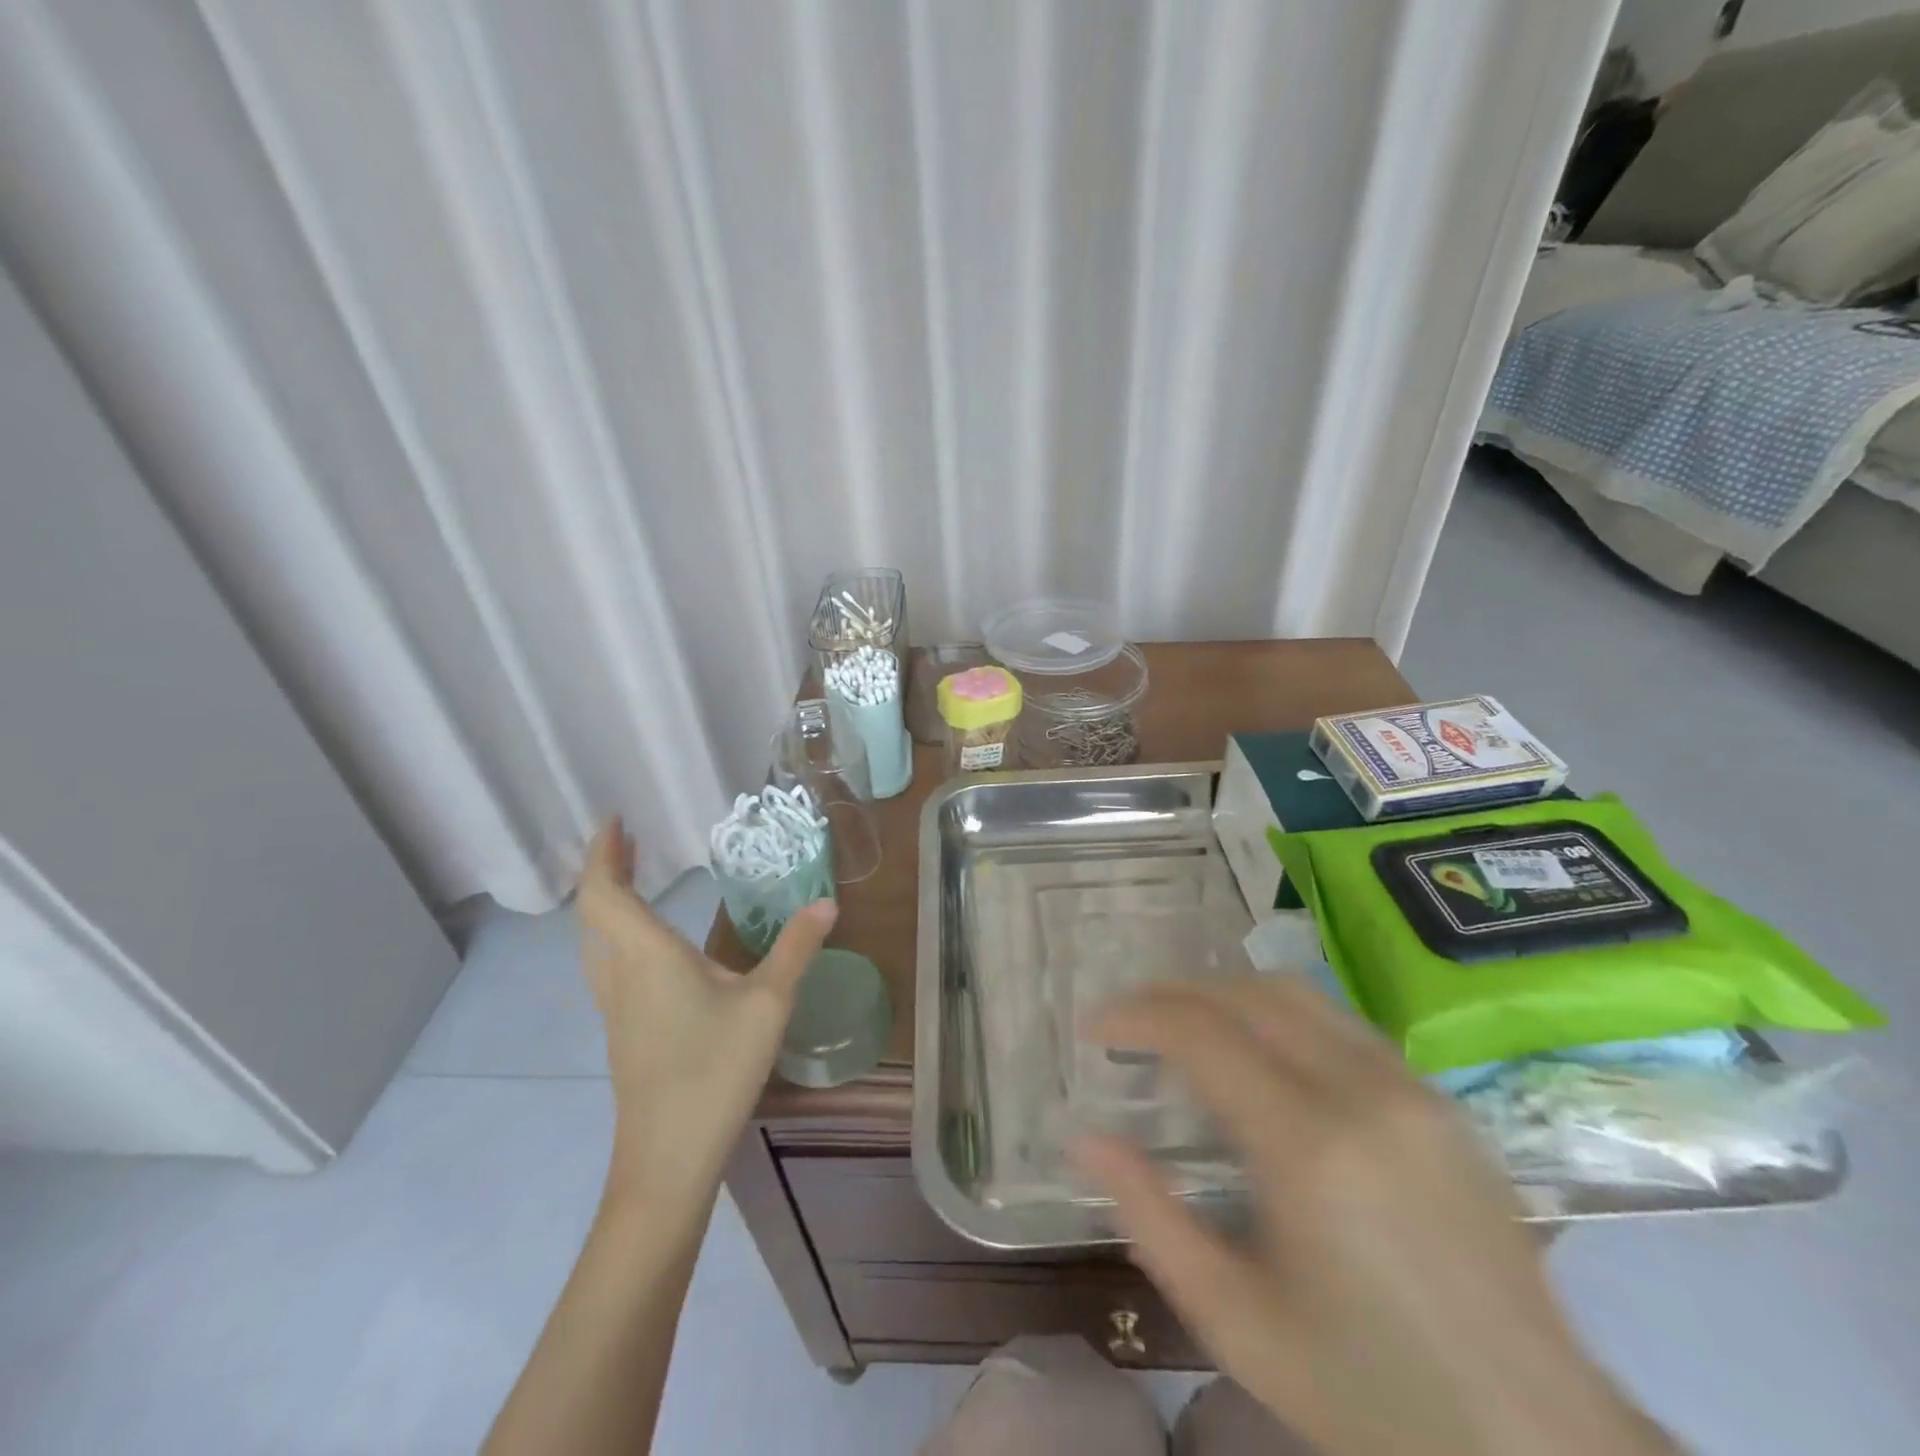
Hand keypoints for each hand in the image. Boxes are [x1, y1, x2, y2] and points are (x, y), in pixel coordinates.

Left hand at [577, 819, 835, 1210]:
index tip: (616, 821)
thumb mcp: (768, 1003)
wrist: (667, 1158)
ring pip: (596, 942)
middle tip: (630, 842)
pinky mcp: (624, 1032)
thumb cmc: (714, 1070)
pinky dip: (619, 935)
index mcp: (647, 956)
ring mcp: (616, 1008)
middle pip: (594, 913)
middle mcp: (621, 975)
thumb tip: (826, 903)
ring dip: (609, 904)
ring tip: (637, 882)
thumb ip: (795, 948)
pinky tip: (652, 949)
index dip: (604, 854)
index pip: (605, 893)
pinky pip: (609, 966)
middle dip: (607, 871)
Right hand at [1073, 979, 1671, 1455]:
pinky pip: (1338, 1022)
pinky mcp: (1438, 1098)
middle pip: (1245, 994)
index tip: (1093, 1027)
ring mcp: (1410, 1086)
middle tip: (1128, 1018)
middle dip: (1172, 992)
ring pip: (1294, 992)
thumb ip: (1148, 1216)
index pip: (1200, 1033)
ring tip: (1181, 1021)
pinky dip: (1276, 1013)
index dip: (1135, 1016)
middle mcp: (1362, 1091)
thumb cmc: (1366, 1393)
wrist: (1534, 1444)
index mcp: (1308, 1146)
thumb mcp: (1232, 1321)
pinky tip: (1256, 1049)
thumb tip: (1086, 1137)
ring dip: (1224, 992)